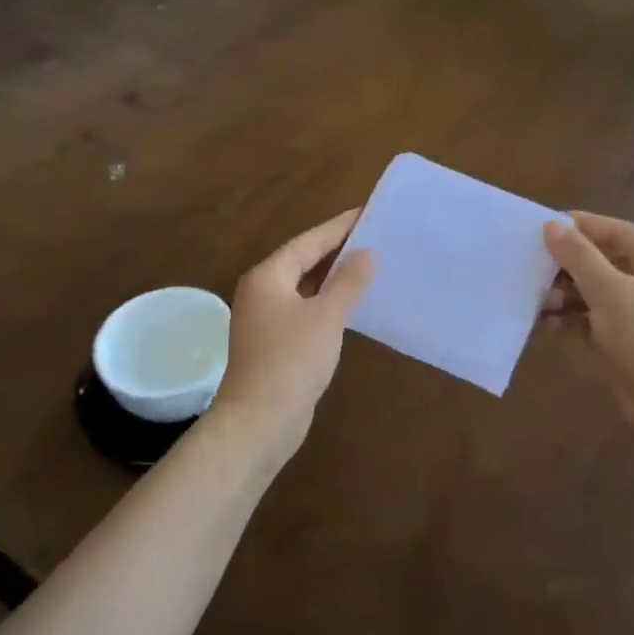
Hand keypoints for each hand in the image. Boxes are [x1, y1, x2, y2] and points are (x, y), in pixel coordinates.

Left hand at [209, 209, 375, 462]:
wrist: (259, 421)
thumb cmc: (291, 361)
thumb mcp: (326, 317)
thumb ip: (348, 282)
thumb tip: (366, 253)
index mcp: (268, 277)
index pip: (308, 242)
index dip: (339, 227)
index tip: (367, 213)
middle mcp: (261, 292)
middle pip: (303, 261)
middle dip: (337, 250)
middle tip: (374, 237)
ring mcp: (264, 319)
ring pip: (303, 287)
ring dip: (332, 277)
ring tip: (368, 266)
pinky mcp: (273, 343)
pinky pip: (303, 310)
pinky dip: (326, 302)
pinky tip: (349, 305)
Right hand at [542, 212, 633, 435]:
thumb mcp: (610, 291)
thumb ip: (579, 257)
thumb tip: (553, 224)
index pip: (618, 232)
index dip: (585, 225)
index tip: (548, 225)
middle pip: (604, 264)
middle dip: (568, 266)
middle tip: (534, 267)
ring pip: (595, 297)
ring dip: (565, 296)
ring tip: (537, 303)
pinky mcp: (627, 349)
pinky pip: (593, 326)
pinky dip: (571, 323)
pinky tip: (547, 327)